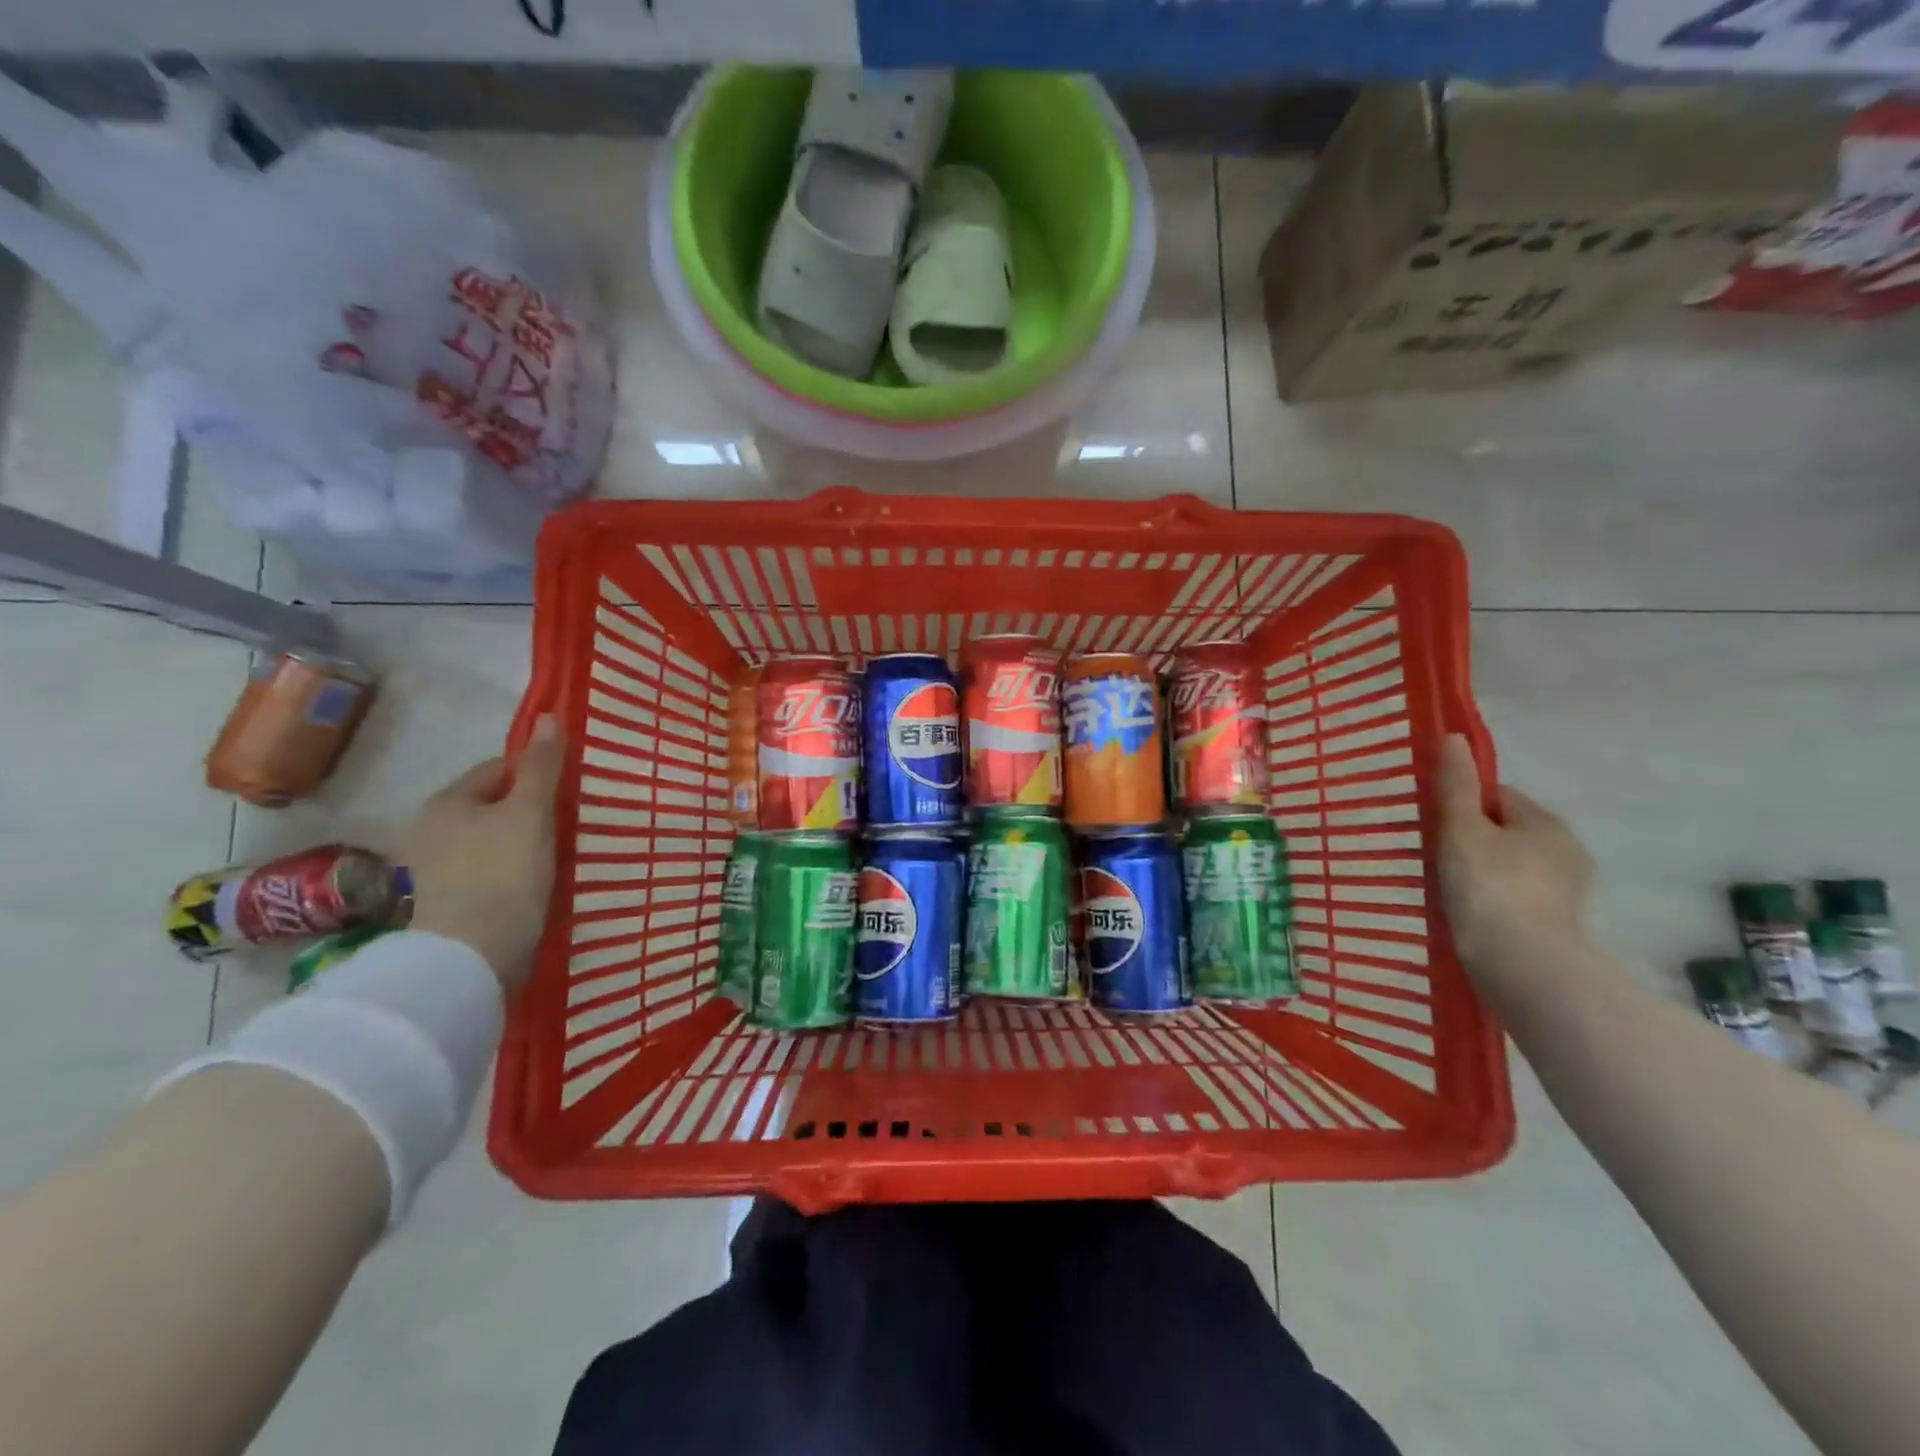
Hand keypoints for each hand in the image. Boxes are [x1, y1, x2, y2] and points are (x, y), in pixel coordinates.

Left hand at [405, 715, 564, 992]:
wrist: (472, 958)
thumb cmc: (504, 873)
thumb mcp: (531, 812)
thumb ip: (542, 766)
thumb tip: (548, 716)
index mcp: (448, 802)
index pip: (499, 769)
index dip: (537, 775)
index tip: (569, 794)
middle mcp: (433, 830)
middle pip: (496, 806)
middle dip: (532, 811)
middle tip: (570, 825)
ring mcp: (438, 870)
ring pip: (495, 840)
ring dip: (526, 844)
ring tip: (559, 857)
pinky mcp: (450, 903)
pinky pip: (490, 871)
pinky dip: (514, 872)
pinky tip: (537, 885)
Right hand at [1437, 735, 1593, 974]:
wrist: (1522, 964)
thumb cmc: (1489, 886)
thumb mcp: (1462, 829)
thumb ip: (1455, 786)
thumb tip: (1453, 737)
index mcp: (1546, 823)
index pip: (1498, 797)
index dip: (1464, 805)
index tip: (1436, 825)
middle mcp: (1567, 852)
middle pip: (1507, 832)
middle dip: (1475, 840)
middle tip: (1437, 858)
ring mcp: (1566, 892)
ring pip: (1511, 867)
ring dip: (1484, 873)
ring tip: (1449, 890)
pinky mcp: (1557, 925)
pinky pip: (1516, 898)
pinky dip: (1494, 901)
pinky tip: (1470, 914)